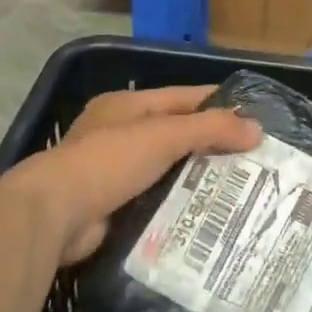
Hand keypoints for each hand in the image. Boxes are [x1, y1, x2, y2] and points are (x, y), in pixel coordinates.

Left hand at [5, 85, 260, 264]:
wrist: (54, 215)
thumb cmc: (109, 161)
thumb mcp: (163, 135)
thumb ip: (210, 128)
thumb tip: (257, 129)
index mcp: (127, 106)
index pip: (183, 97)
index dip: (219, 103)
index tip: (256, 117)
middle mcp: (119, 133)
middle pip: (176, 134)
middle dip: (212, 144)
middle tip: (255, 159)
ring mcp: (113, 170)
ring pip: (168, 169)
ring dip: (198, 178)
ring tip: (242, 189)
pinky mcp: (113, 205)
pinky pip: (156, 199)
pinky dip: (179, 204)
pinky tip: (208, 214)